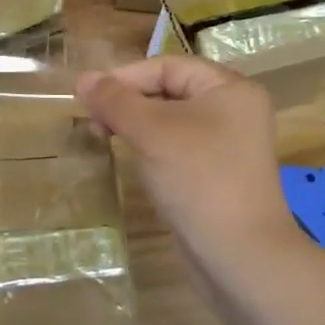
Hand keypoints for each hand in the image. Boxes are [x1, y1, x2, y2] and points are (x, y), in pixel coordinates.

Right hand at [77, 57, 299, 269]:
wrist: (241, 258)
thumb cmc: (198, 179)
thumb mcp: (151, 132)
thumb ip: (116, 101)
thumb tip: (83, 78)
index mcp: (229, 88)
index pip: (168, 66)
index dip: (126, 76)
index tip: (88, 95)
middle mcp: (234, 110)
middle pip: (170, 90)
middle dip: (128, 101)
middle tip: (92, 119)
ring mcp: (228, 145)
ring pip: (171, 120)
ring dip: (136, 124)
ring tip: (103, 136)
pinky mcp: (218, 175)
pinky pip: (178, 147)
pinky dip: (152, 147)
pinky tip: (130, 158)